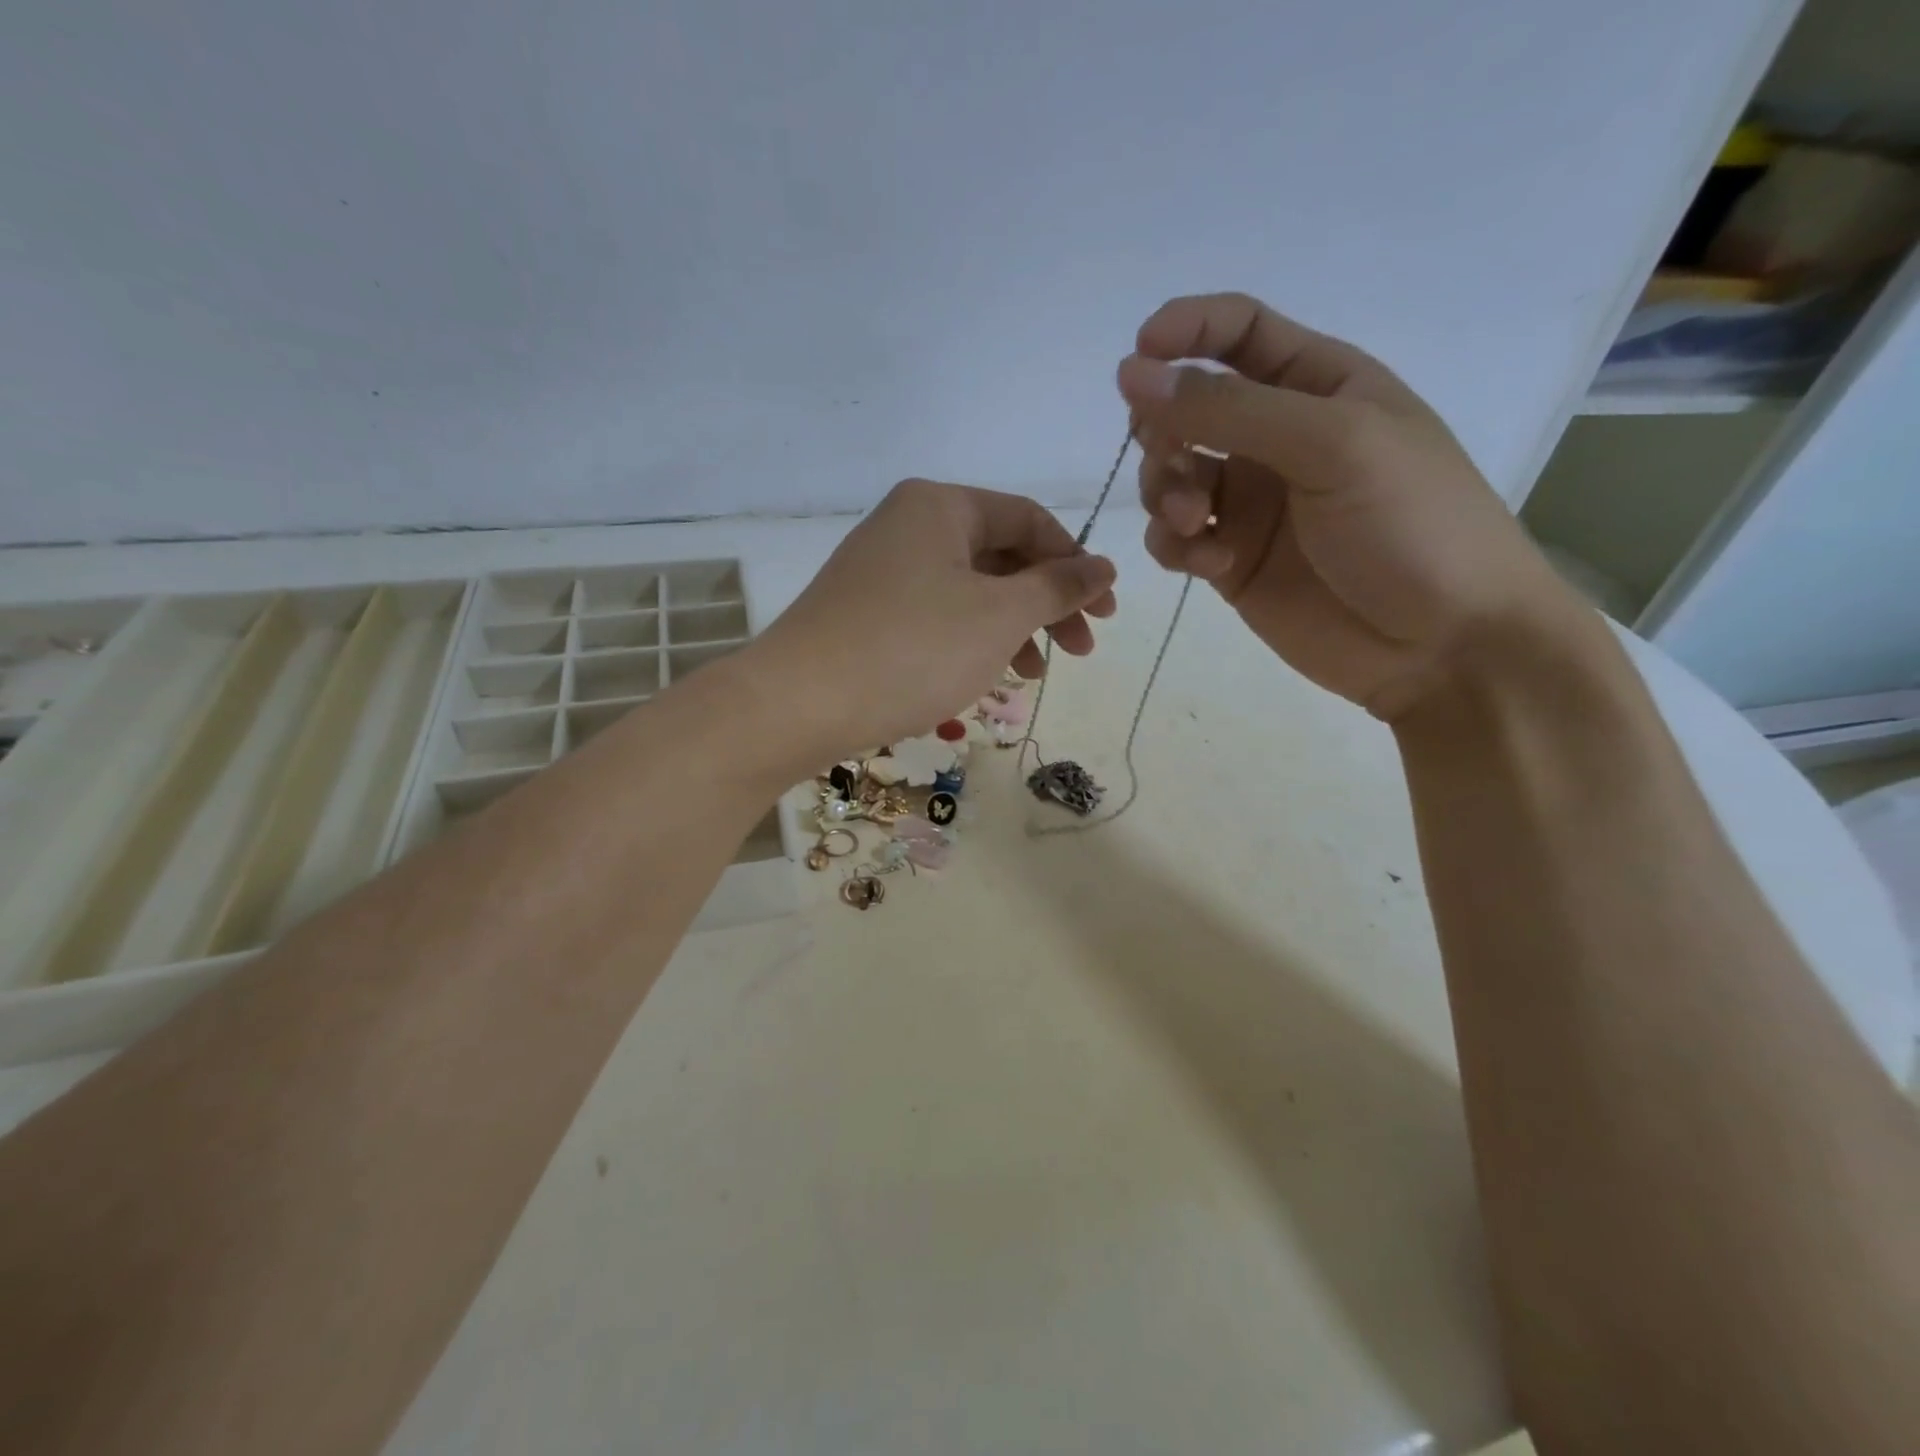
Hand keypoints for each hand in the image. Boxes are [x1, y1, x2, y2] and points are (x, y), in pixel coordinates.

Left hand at [746, 479, 1116, 761]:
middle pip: (999, 555)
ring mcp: (881, 571)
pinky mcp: (865, 613)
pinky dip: (969, 641)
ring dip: (1011, 628)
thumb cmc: (913, 649)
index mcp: (939, 506)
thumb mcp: (999, 616)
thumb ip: (1057, 587)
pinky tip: (984, 677)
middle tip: (1079, 651)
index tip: (1104, 612)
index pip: (1029, 519)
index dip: (1075, 563)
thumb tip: (1103, 567)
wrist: (799, 703)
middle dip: (1045, 603)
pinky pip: (935, 616)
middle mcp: (907, 526)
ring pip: (968, 591)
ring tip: (1033, 674)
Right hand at [1116, 293, 1580, 719]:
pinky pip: (1175, 538)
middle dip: (1166, 432)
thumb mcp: (1331, 445)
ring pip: (1170, 477)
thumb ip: (1228, 410)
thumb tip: (1131, 375)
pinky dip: (1176, 545)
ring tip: (1195, 525)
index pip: (1239, 333)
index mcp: (1318, 386)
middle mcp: (1276, 439)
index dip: (1185, 332)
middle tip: (1176, 463)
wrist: (1441, 645)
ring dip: (1166, 493)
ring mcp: (1251, 504)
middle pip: (1188, 410)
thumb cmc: (1411, 524)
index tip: (1137, 356)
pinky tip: (1208, 564)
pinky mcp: (1231, 561)